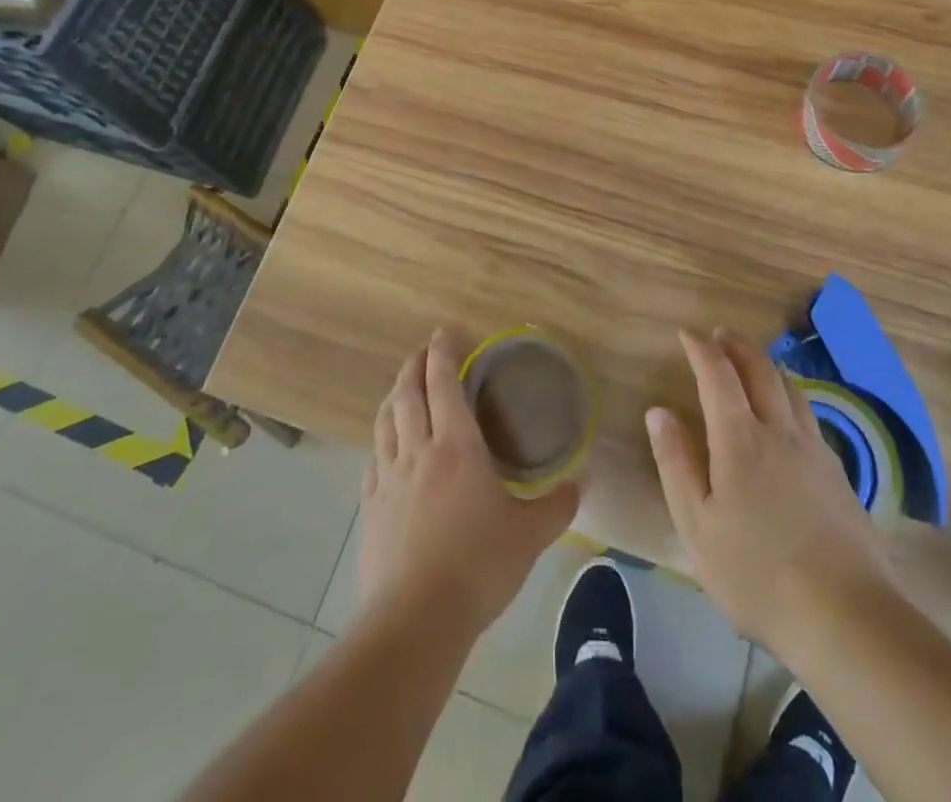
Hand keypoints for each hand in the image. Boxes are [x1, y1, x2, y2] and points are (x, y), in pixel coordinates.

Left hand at [357, 331, 579, 634]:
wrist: (416, 619)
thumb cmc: (479, 564)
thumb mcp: (529, 535)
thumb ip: (556, 506)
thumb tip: (580, 484)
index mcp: (456, 445)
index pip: (444, 383)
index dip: (443, 353)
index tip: (444, 332)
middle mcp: (418, 451)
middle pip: (406, 394)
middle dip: (413, 367)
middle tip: (421, 353)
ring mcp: (388, 479)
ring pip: (384, 423)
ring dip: (392, 399)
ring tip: (400, 391)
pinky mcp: (370, 510)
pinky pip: (373, 462)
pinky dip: (380, 444)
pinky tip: (385, 452)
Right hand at [646, 329, 892, 654]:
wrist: (845, 616)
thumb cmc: (756, 572)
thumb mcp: (697, 525)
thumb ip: (676, 463)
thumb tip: (658, 412)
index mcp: (740, 439)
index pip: (718, 375)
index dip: (701, 349)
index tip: (687, 333)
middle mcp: (780, 432)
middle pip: (761, 371)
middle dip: (737, 347)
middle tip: (721, 334)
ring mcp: (815, 452)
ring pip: (792, 389)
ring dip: (768, 366)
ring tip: (754, 364)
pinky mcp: (839, 476)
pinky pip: (810, 417)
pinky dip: (791, 397)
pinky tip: (790, 416)